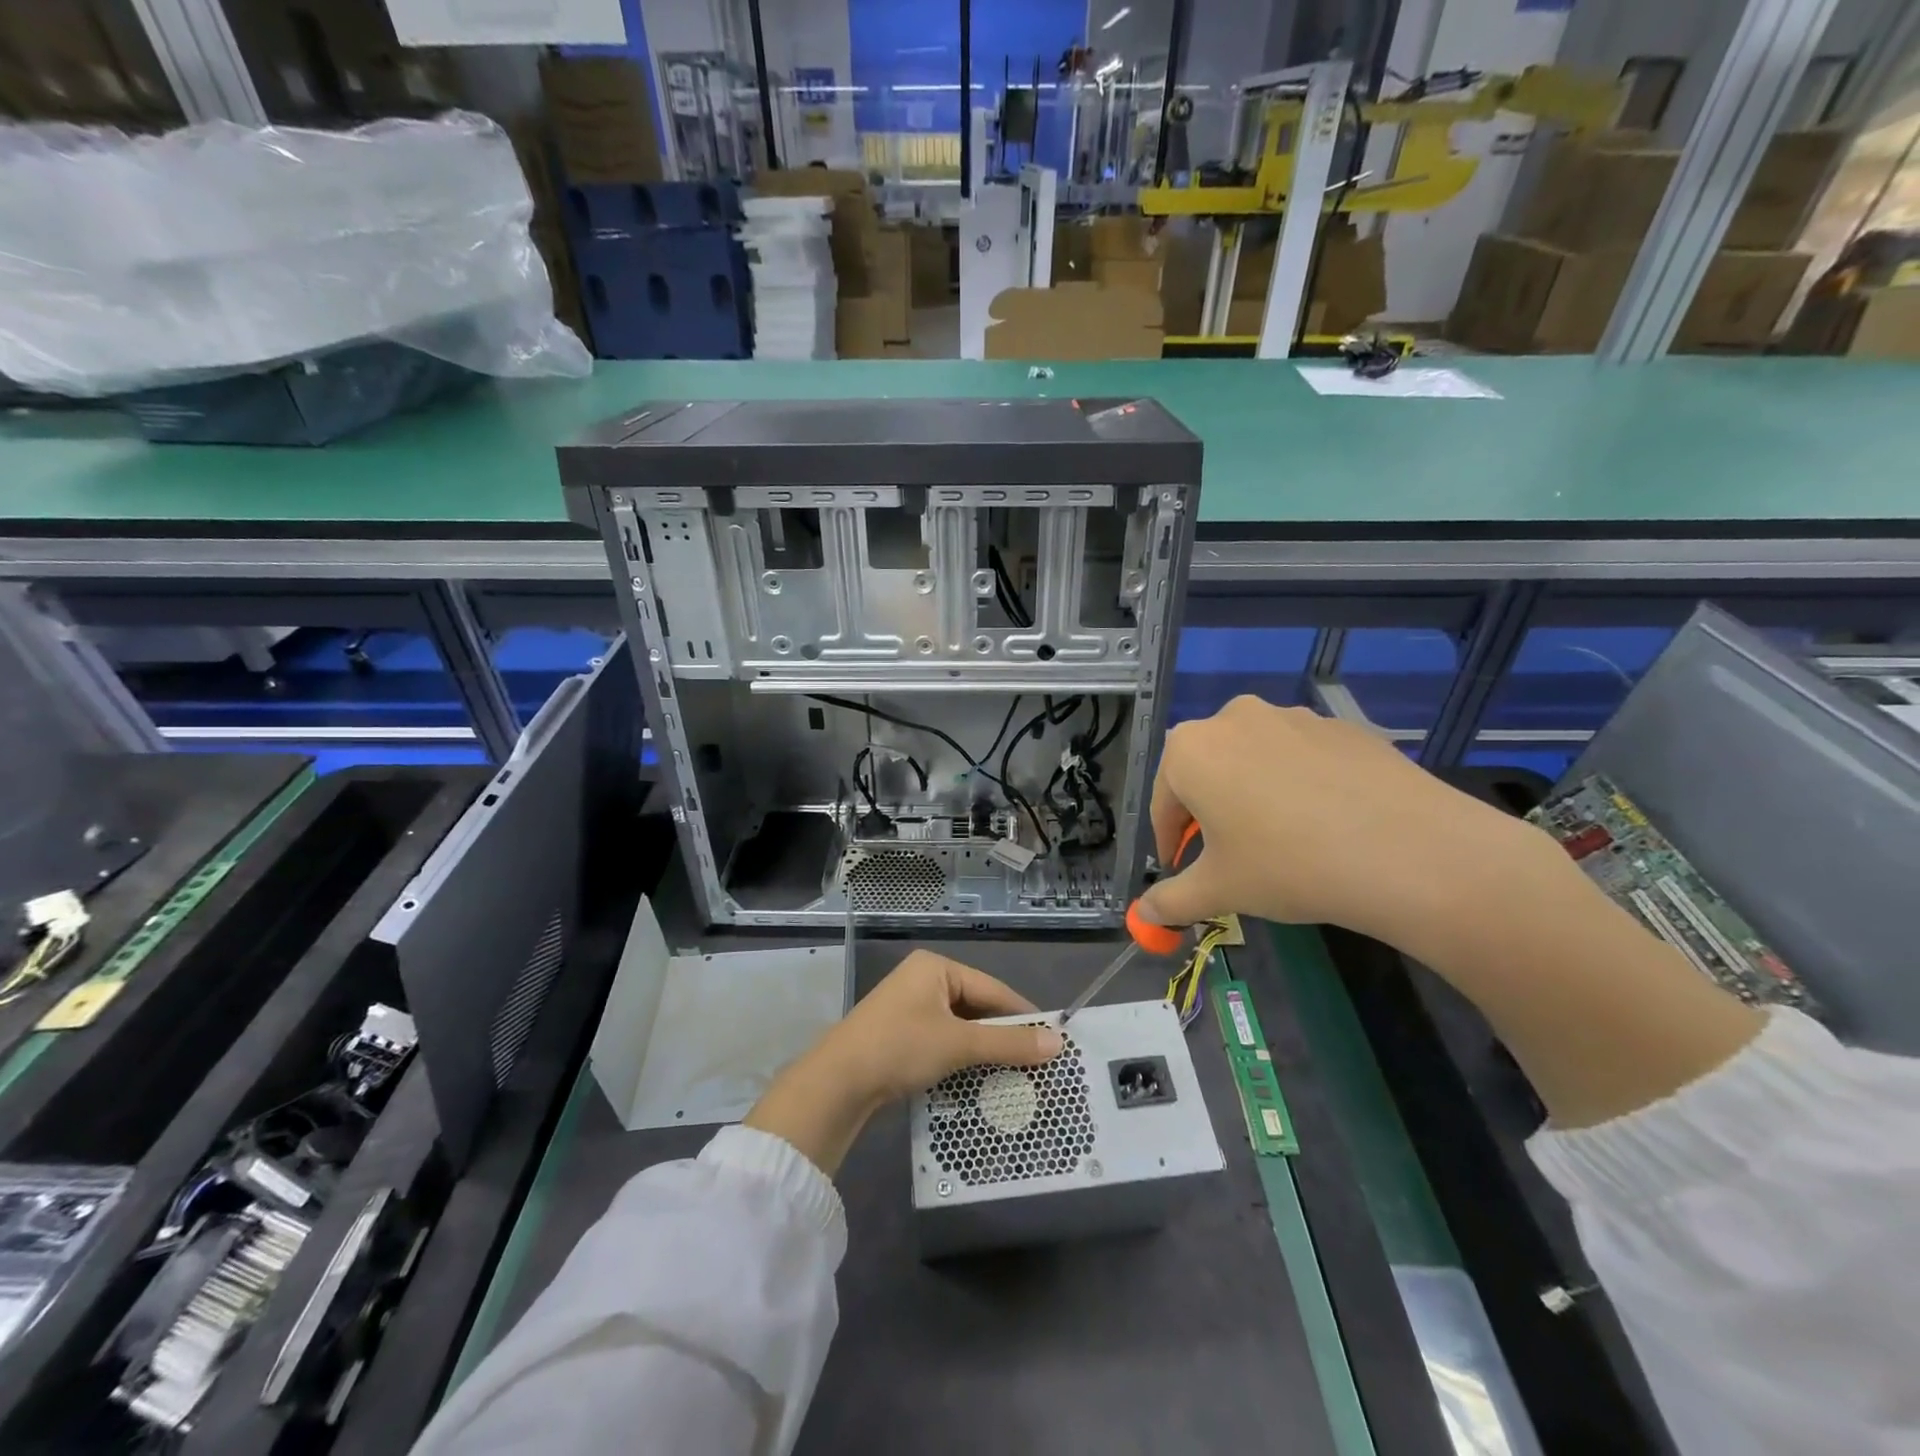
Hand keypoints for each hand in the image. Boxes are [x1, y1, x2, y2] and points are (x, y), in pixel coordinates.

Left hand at [744, 951, 1061, 1174]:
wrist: (838, 1082)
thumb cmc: (901, 1047)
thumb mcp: (959, 1043)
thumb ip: (1009, 1043)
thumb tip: (1058, 1042)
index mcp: (936, 967)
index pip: (992, 989)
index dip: (1023, 1015)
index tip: (1054, 1039)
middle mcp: (923, 980)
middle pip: (976, 1006)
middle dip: (1003, 1036)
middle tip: (1037, 1062)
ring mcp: (908, 1007)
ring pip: (959, 1027)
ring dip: (983, 1050)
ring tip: (1015, 1074)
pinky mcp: (899, 1034)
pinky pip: (942, 1040)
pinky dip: (960, 1058)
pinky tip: (979, 1079)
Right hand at [1136, 696, 1546, 951]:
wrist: (1407, 851)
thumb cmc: (1287, 865)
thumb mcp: (1220, 890)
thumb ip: (1171, 901)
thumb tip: (1144, 914)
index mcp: (1190, 750)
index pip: (1164, 802)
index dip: (1169, 842)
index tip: (1181, 870)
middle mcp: (1234, 719)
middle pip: (1206, 772)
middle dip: (1210, 812)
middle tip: (1230, 855)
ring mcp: (1292, 717)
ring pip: (1254, 761)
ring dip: (1253, 794)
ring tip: (1283, 840)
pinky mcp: (1341, 727)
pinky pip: (1302, 758)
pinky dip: (1299, 785)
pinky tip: (1325, 823)